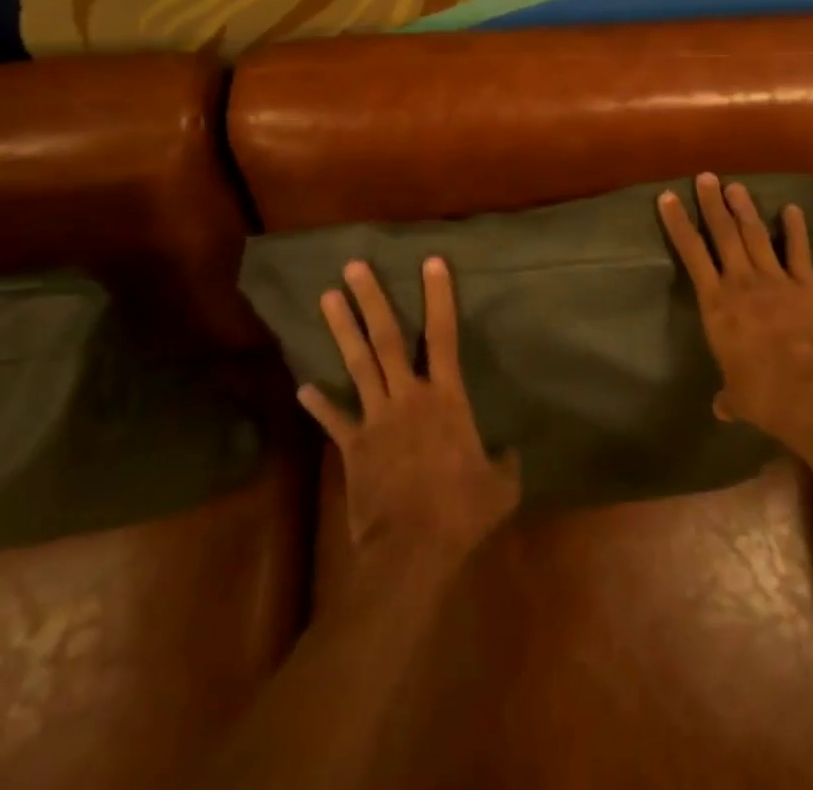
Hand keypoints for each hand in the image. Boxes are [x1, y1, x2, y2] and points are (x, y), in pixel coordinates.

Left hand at [298, 258, 519, 563]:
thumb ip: (505, 462)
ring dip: (342, 330)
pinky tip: (302, 387)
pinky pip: (334, 420)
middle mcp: (408, 396)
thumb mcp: (501, 486)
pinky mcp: (353, 447)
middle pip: (387, 338)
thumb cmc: (461, 512)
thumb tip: (510, 452)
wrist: (411, 551)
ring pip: (357, 365)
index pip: (444, 335)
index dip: (439, 297)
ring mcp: (376, 419)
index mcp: (446, 398)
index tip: (432, 261)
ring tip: (326, 297)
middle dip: (370, 299)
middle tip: (353, 266)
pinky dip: (319, 404)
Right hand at [658, 173, 812, 438]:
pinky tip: (792, 208)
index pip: (691, 254)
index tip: (667, 198)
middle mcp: (741, 283)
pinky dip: (795, 228)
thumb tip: (721, 408)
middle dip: (712, 204)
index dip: (678, 224)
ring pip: (756, 235)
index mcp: (716, 305)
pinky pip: (798, 251)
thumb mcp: (738, 398)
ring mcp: (776, 280)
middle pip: (723, 234)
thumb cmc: (764, 396)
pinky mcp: (807, 286)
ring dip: (744, 209)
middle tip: (705, 177)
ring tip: (735, 186)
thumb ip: (729, 396)